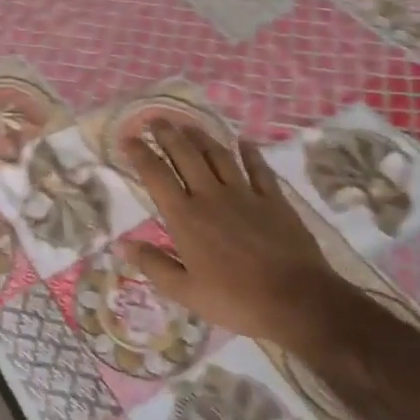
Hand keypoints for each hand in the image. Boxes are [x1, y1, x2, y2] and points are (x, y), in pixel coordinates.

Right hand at [119, 120, 339, 349]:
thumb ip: (153, 264)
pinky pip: (258, 169)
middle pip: (186, 156)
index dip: (140, 154)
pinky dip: (249, 153)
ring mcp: (245, 194)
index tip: (129, 138)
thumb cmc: (235, 299)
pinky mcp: (273, 200)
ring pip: (218, 155)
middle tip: (156, 119)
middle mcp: (211, 196)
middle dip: (168, 134)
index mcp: (186, 218)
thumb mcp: (185, 292)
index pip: (156, 176)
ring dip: (201, 137)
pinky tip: (244, 141)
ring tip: (188, 124)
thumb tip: (122, 243)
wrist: (296, 299)